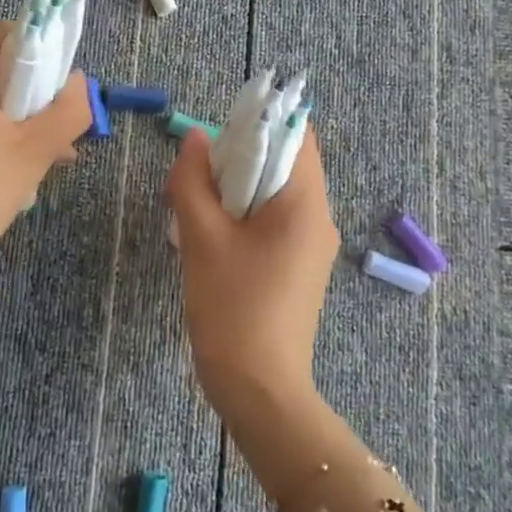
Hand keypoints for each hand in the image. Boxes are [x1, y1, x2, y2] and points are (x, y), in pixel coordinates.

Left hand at [0, 21, 91, 284]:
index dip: (44, 51)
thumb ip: (67, 111)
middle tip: (63, 130)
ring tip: (53, 156)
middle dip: (38, 95)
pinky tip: (23, 168)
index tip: (63, 88)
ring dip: (24, 120)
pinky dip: (0, 135)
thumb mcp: (35, 151)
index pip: (9, 35)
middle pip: (1, 69)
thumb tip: (79, 83)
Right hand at [165, 124, 340, 414]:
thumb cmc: (232, 308)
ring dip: (237, 188)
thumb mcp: (201, 238)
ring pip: (276, 193)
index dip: (258, 122)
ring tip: (197, 204)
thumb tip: (194, 138)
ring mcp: (312, 246)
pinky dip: (244, 214)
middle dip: (239, 158)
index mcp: (305, 205)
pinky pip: (274, 221)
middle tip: (195, 174)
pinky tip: (211, 234)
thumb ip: (193, 181)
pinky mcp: (298, 266)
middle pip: (285, 162)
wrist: (259, 389)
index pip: (296, 134)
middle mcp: (319, 219)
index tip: (216, 135)